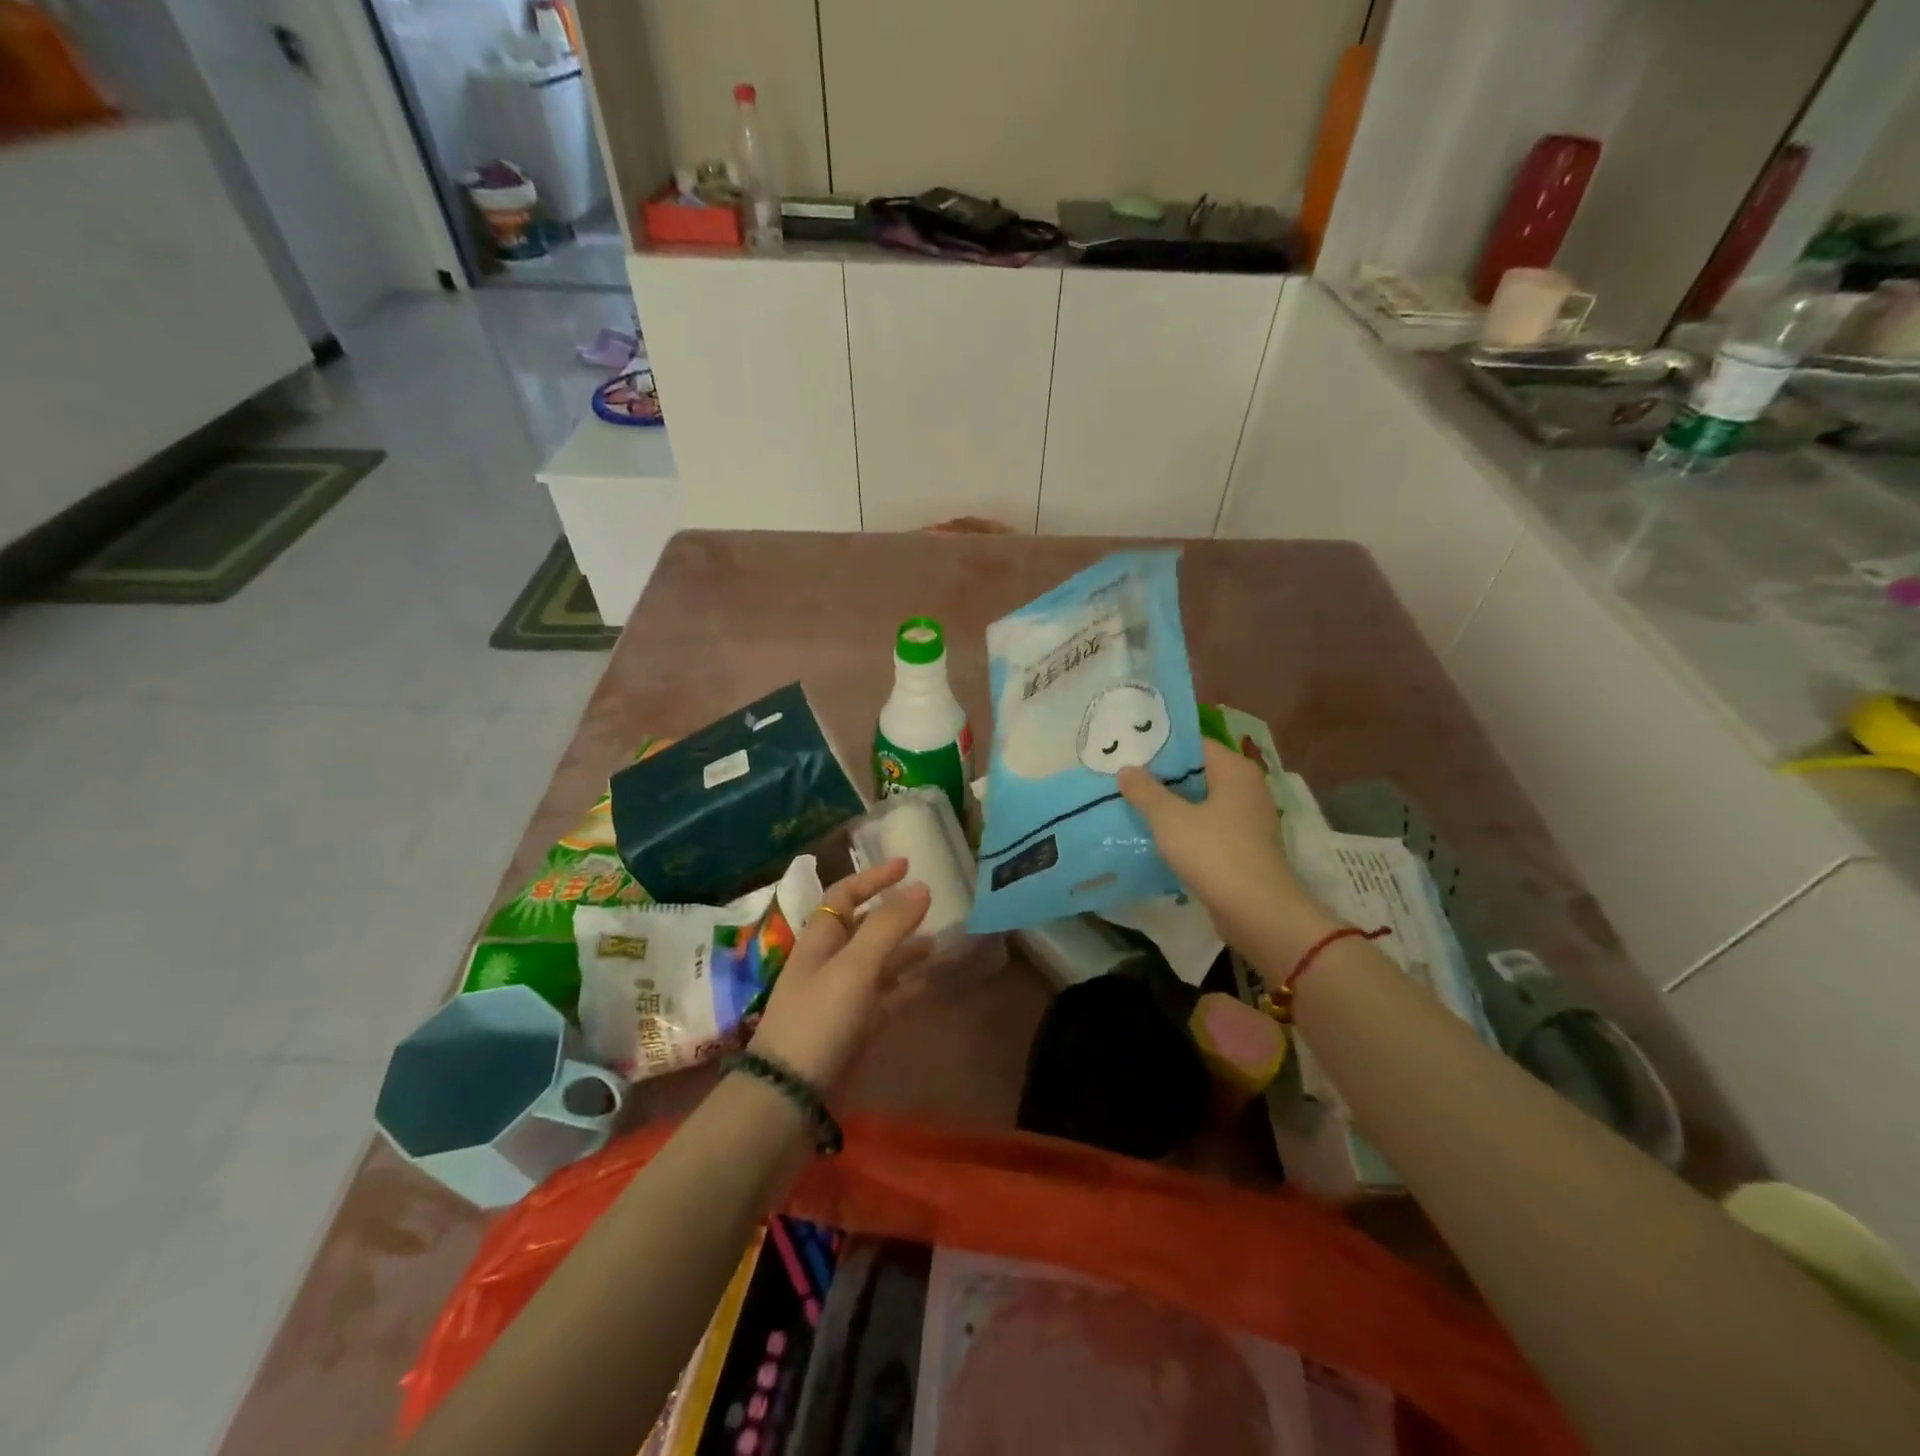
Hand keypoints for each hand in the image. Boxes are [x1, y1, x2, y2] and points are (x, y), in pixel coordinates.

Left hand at [748, 858, 930, 1090]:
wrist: (789, 1096)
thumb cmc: (819, 1019)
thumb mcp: (855, 966)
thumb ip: (888, 925)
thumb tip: (921, 886)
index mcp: (819, 940)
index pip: (844, 895)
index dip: (873, 877)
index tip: (907, 865)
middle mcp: (828, 963)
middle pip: (862, 928)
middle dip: (893, 915)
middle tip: (929, 906)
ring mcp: (840, 998)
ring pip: (876, 963)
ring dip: (904, 951)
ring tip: (937, 943)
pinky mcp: (852, 1029)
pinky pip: (884, 998)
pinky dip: (906, 987)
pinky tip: (928, 984)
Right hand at [1118, 740, 1336, 964]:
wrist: (1257, 912)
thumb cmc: (1214, 853)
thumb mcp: (1169, 819)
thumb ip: (1145, 791)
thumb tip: (1126, 770)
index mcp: (1235, 770)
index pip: (1193, 745)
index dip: (1159, 748)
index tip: (1127, 753)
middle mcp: (1246, 788)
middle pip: (1197, 773)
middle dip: (1161, 778)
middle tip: (1123, 779)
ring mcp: (1248, 819)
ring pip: (1201, 803)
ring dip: (1171, 806)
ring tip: (1132, 806)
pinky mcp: (1244, 848)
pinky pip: (1208, 828)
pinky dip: (1184, 829)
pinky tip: (1156, 837)